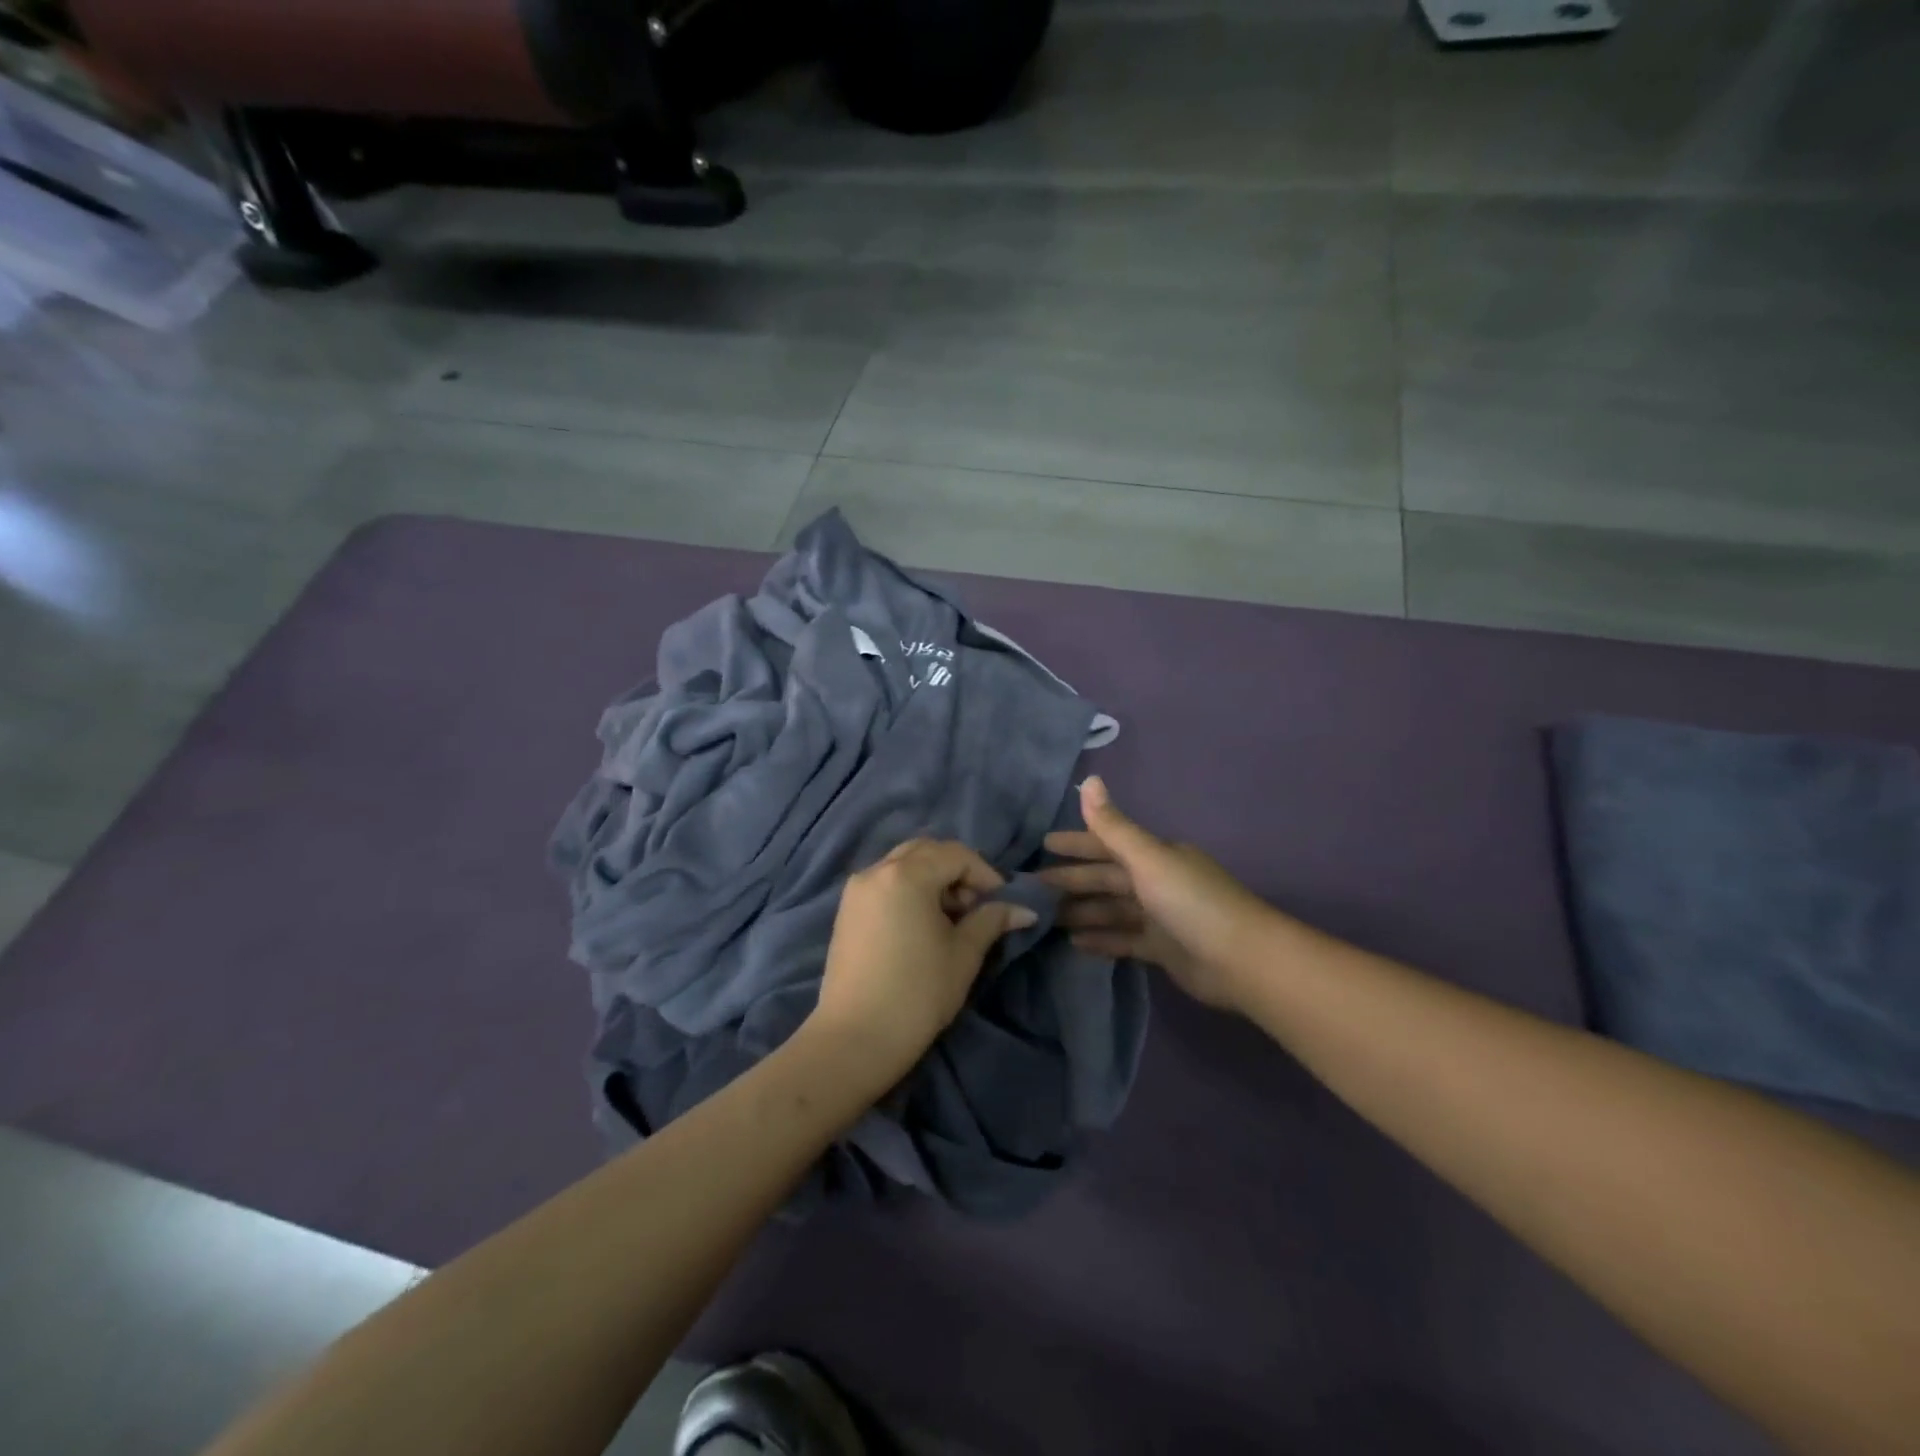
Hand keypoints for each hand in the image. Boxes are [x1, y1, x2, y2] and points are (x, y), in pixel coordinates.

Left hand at [810, 838, 1037, 1085]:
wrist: (855, 1039)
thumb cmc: (918, 993)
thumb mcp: (963, 954)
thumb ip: (992, 920)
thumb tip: (1024, 909)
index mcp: (906, 874)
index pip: (956, 855)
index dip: (985, 875)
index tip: (1002, 905)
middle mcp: (876, 871)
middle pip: (926, 852)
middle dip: (957, 872)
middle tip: (976, 907)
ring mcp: (856, 890)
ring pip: (903, 865)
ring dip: (932, 879)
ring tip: (951, 919)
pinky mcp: (846, 911)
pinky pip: (884, 883)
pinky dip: (908, 890)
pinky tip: (921, 926)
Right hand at [1040, 777, 1277, 1014]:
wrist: (1241, 960)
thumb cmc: (1191, 901)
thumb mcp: (1148, 858)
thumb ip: (1113, 826)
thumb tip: (1089, 779)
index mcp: (1155, 856)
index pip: (1107, 844)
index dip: (1075, 844)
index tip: (1042, 845)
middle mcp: (1157, 881)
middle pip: (1106, 878)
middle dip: (1072, 880)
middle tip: (1032, 887)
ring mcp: (1160, 917)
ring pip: (1111, 910)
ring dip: (1081, 911)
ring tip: (1045, 918)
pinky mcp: (1163, 949)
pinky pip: (1123, 940)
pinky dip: (1101, 939)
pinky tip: (1073, 943)